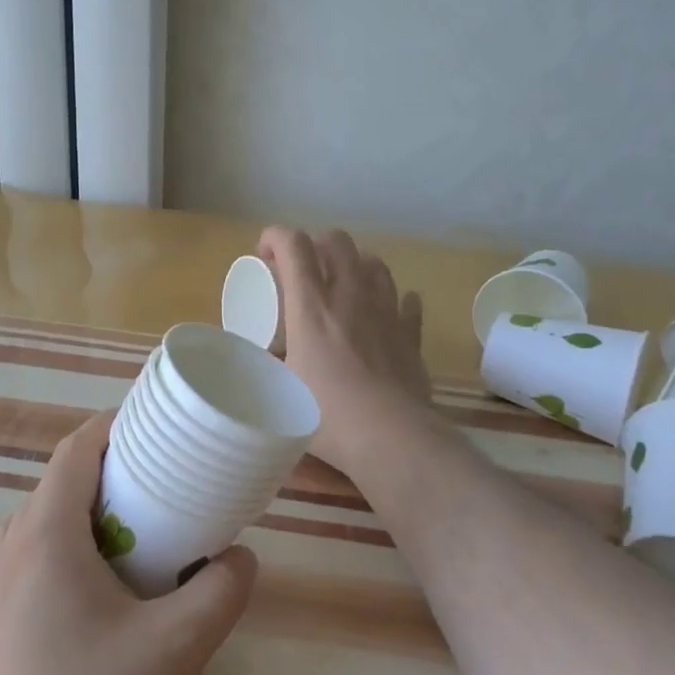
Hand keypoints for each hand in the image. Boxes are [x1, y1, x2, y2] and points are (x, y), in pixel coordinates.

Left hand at [0, 409, 257, 674]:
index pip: (76, 448)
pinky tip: (106, 604)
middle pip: (62, 484)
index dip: (117, 426)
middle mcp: (9, 550)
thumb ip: (220, 592)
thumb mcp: (175, 649)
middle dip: (115, 476)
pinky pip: (34, 566)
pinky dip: (73, 556)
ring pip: (46, 527)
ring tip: (142, 544)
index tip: (160, 430)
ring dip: (93, 520)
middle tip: (167, 491)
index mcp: (45, 533)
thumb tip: (240, 558)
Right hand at [259, 226, 434, 475]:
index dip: (275, 236)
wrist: (391, 437)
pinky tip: (387, 310)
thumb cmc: (328, 415)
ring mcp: (386, 312)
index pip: (294, 245)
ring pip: (375, 264)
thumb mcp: (280, 389)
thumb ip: (270, 364)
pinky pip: (407, 303)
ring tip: (343, 284)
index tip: (263, 253)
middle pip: (337, 242)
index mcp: (312, 306)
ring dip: (355, 264)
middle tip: (302, 269)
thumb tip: (266, 355)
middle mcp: (351, 297)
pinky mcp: (411, 335)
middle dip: (315, 243)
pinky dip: (394, 299)